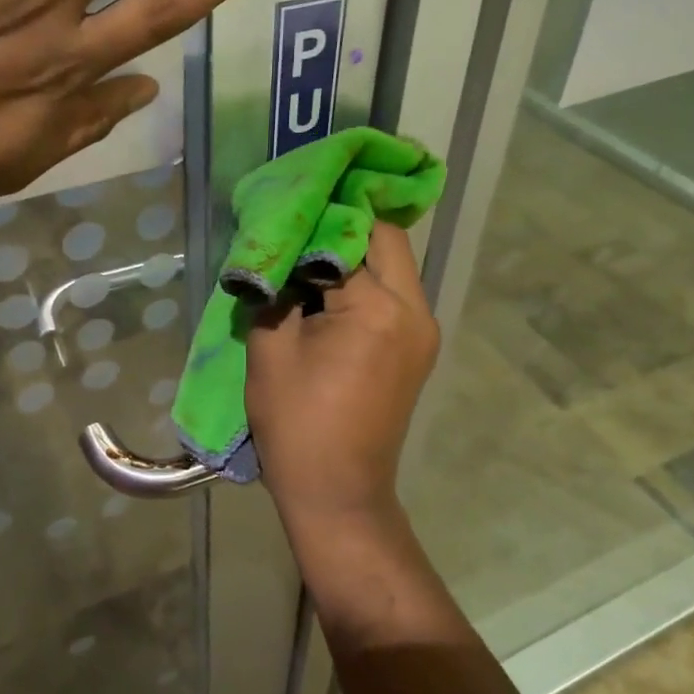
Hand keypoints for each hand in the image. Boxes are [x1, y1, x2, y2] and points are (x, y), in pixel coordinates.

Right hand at [246, 223, 439, 519]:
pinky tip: (328, 286)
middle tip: (301, 220)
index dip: (315, 215)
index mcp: (378, 308)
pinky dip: (364, 280)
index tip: (286, 202)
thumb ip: (276, 288)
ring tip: (308, 252)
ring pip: (394, 264)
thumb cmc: (297, 423)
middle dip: (344, 223)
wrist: (338, 492)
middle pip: (386, 239)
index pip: (350, 234)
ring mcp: (422, 330)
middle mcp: (415, 310)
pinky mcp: (417, 348)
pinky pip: (394, 294)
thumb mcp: (270, 349)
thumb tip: (278, 251)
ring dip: (355, 251)